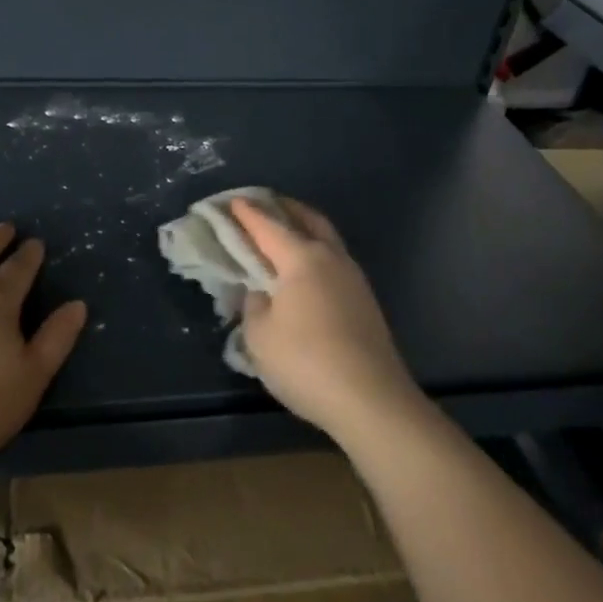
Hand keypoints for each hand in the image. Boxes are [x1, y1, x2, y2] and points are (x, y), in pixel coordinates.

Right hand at [227, 198, 423, 444]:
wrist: (371, 399)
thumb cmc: (306, 362)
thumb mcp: (259, 336)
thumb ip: (253, 305)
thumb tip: (260, 292)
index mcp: (301, 258)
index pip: (267, 226)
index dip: (246, 213)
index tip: (231, 202)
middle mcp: (330, 258)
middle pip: (306, 219)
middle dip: (283, 208)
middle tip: (261, 205)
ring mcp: (353, 278)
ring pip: (325, 238)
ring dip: (303, 228)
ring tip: (282, 234)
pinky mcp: (364, 300)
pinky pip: (334, 260)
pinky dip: (315, 252)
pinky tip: (304, 270)